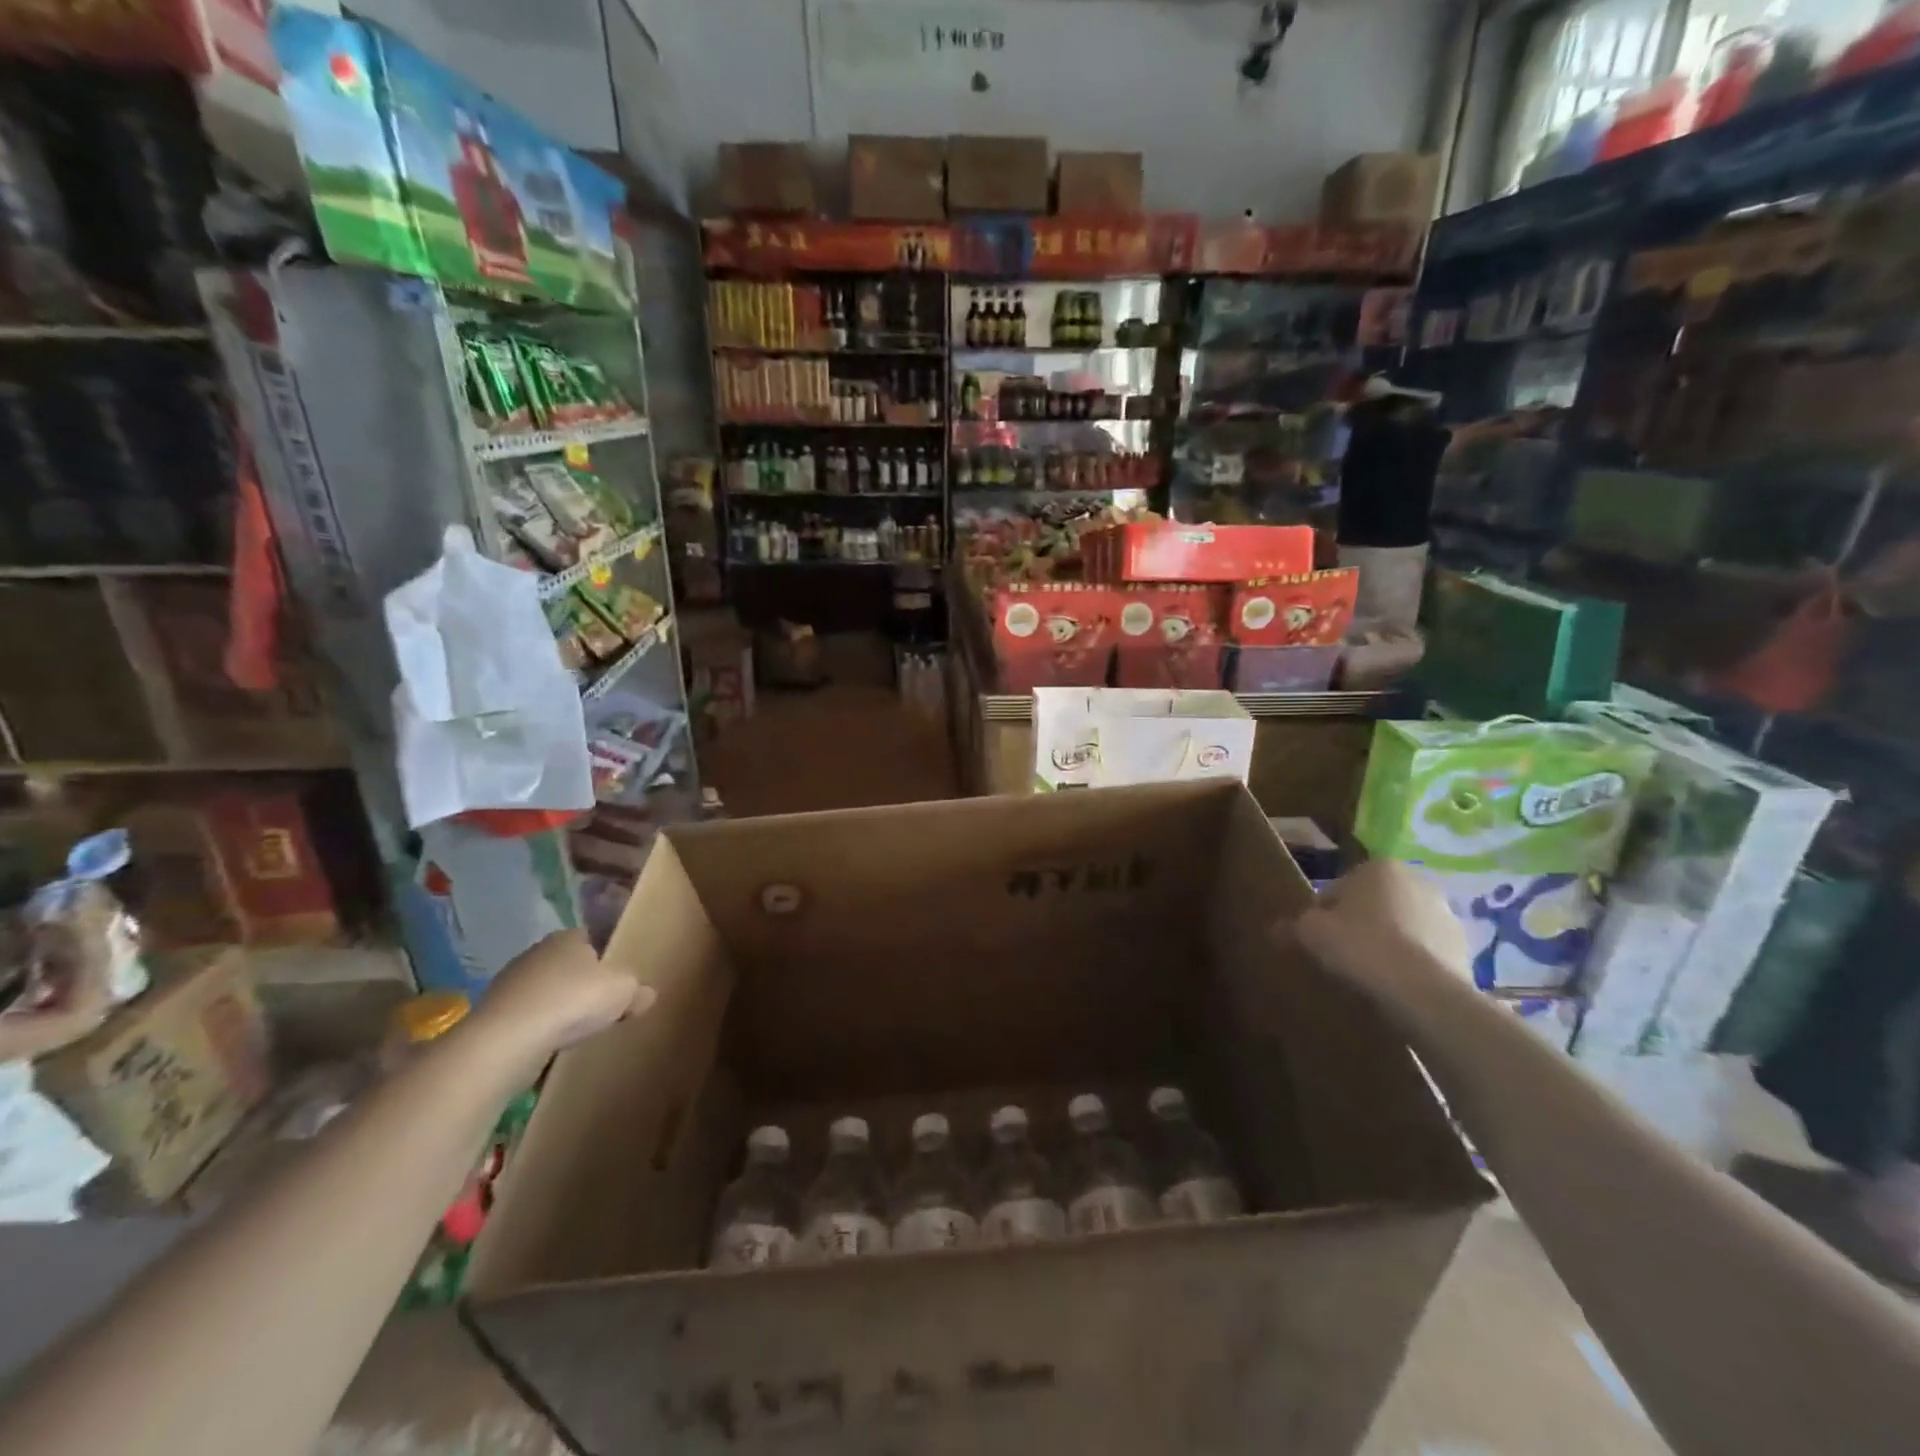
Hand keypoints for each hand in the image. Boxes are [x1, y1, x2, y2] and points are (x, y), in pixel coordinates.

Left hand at [466, 930, 650, 1073]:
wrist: (507, 1041)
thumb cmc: (573, 1000)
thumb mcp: (624, 991)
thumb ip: (638, 991)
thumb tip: (646, 995)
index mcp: (568, 937)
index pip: (593, 938)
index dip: (607, 957)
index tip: (620, 978)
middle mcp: (536, 953)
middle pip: (568, 966)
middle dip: (583, 983)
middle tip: (603, 1006)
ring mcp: (510, 984)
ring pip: (546, 993)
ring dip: (559, 1009)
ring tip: (578, 1030)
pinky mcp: (494, 1016)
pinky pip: (527, 1019)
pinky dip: (539, 1030)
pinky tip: (552, 1046)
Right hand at [1292, 860, 1468, 999]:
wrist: (1424, 993)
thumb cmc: (1361, 947)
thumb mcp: (1311, 934)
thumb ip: (1292, 926)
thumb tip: (1275, 929)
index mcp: (1379, 867)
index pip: (1339, 888)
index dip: (1323, 914)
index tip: (1318, 940)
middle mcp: (1417, 881)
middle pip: (1374, 905)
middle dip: (1359, 925)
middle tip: (1342, 956)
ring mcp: (1446, 914)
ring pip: (1402, 927)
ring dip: (1387, 944)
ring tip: (1370, 975)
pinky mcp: (1466, 947)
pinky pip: (1425, 952)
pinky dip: (1411, 963)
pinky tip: (1396, 986)